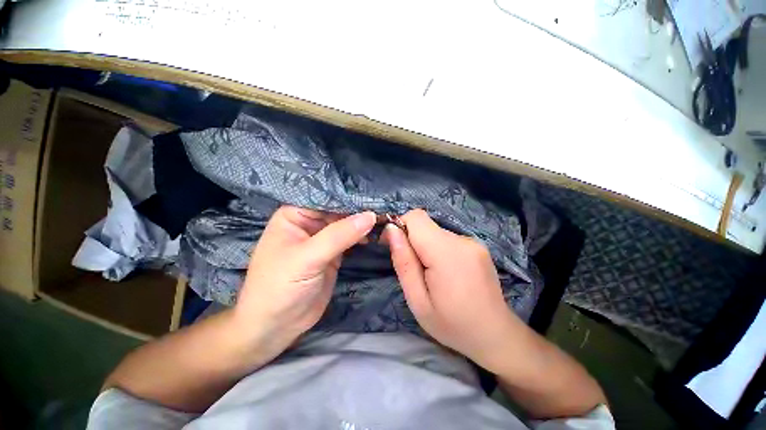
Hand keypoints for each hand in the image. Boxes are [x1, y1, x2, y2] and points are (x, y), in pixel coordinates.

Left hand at [234, 205, 376, 357]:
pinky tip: (376, 235)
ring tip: (385, 218)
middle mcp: (309, 222)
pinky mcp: (333, 253)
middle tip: (385, 206)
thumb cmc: (280, 287)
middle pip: (338, 210)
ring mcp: (322, 238)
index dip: (349, 196)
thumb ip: (339, 235)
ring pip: (346, 224)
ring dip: (364, 223)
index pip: (325, 198)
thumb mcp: (308, 258)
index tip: (374, 195)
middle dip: (359, 209)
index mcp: (294, 215)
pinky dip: (363, 236)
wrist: (276, 326)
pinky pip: (351, 239)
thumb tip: (370, 215)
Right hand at [384, 209, 524, 371]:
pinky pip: (447, 238)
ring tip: (431, 274)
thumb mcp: (418, 301)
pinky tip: (445, 272)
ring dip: (425, 246)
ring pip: (435, 231)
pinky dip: (438, 249)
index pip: (416, 217)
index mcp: (446, 253)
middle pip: (425, 224)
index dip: (400, 226)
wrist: (495, 335)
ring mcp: (473, 241)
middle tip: (413, 269)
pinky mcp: (477, 246)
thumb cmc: (452, 325)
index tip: (393, 245)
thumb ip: (403, 262)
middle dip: (412, 240)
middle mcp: (462, 240)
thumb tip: (392, 230)